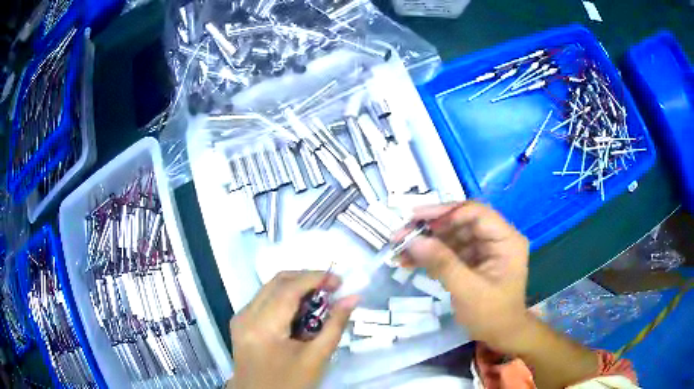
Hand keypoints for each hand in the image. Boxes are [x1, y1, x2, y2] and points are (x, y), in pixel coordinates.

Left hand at [227, 271, 358, 388]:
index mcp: (263, 326)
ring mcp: (240, 318)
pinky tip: (300, 312)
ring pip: (269, 288)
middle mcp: (246, 315)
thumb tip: (352, 298)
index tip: (339, 281)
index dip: (315, 278)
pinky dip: (284, 299)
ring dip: (295, 287)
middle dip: (306, 278)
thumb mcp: (316, 358)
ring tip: (320, 299)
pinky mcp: (240, 323)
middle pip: (277, 282)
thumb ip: (335, 325)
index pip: (289, 288)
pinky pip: (263, 300)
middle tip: (331, 288)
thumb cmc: (289, 383)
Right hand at [397, 201, 529, 352]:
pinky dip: (432, 256)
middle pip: (461, 222)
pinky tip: (410, 262)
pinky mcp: (474, 260)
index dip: (446, 213)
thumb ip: (442, 263)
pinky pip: (451, 251)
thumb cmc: (492, 315)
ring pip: (453, 236)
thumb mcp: (467, 291)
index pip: (475, 213)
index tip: (417, 220)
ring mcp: (485, 249)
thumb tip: (413, 241)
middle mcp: (496, 238)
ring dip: (427, 243)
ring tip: (399, 250)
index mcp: (506, 239)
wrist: (502, 336)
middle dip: (430, 229)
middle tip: (400, 235)